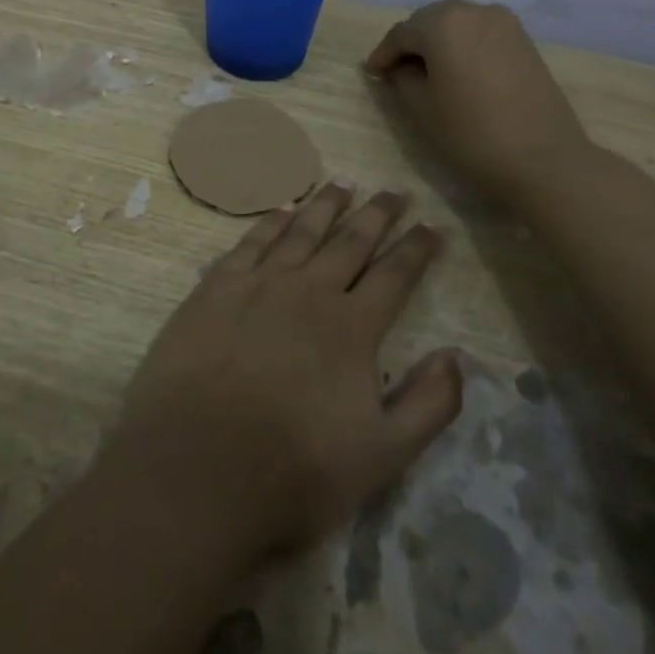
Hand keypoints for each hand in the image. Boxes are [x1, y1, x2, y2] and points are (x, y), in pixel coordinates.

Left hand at [106, 184, 461, 556]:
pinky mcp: (216, 289)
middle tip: (394, 190)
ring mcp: (259, 285)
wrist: (197, 468)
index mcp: (352, 328)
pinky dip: (271, 222)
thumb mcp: (381, 455)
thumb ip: (428, 404)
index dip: (417, 248)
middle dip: (378, 214)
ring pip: (302, 231)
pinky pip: (251, 242)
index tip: (433, 225)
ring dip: (326, 205)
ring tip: (344, 183)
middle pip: (351, 241)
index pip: (395, 275)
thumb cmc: (294, 470)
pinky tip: (283, 210)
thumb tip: (457, 356)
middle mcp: (309, 292)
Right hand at [365, 0, 592, 209]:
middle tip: (396, 71)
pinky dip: (463, 45)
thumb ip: (401, 78)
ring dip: (438, 42)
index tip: (371, 74)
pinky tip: (458, 71)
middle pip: (430, 20)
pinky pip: (481, 33)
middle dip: (411, 43)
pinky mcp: (524, 40)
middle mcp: (475, 11)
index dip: (383, 55)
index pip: (401, 34)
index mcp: (443, 23)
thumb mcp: (422, 109)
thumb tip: (398, 67)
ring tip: (427, 72)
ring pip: (458, 23)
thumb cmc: (472, 135)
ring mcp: (505, 23)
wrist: (544, 160)